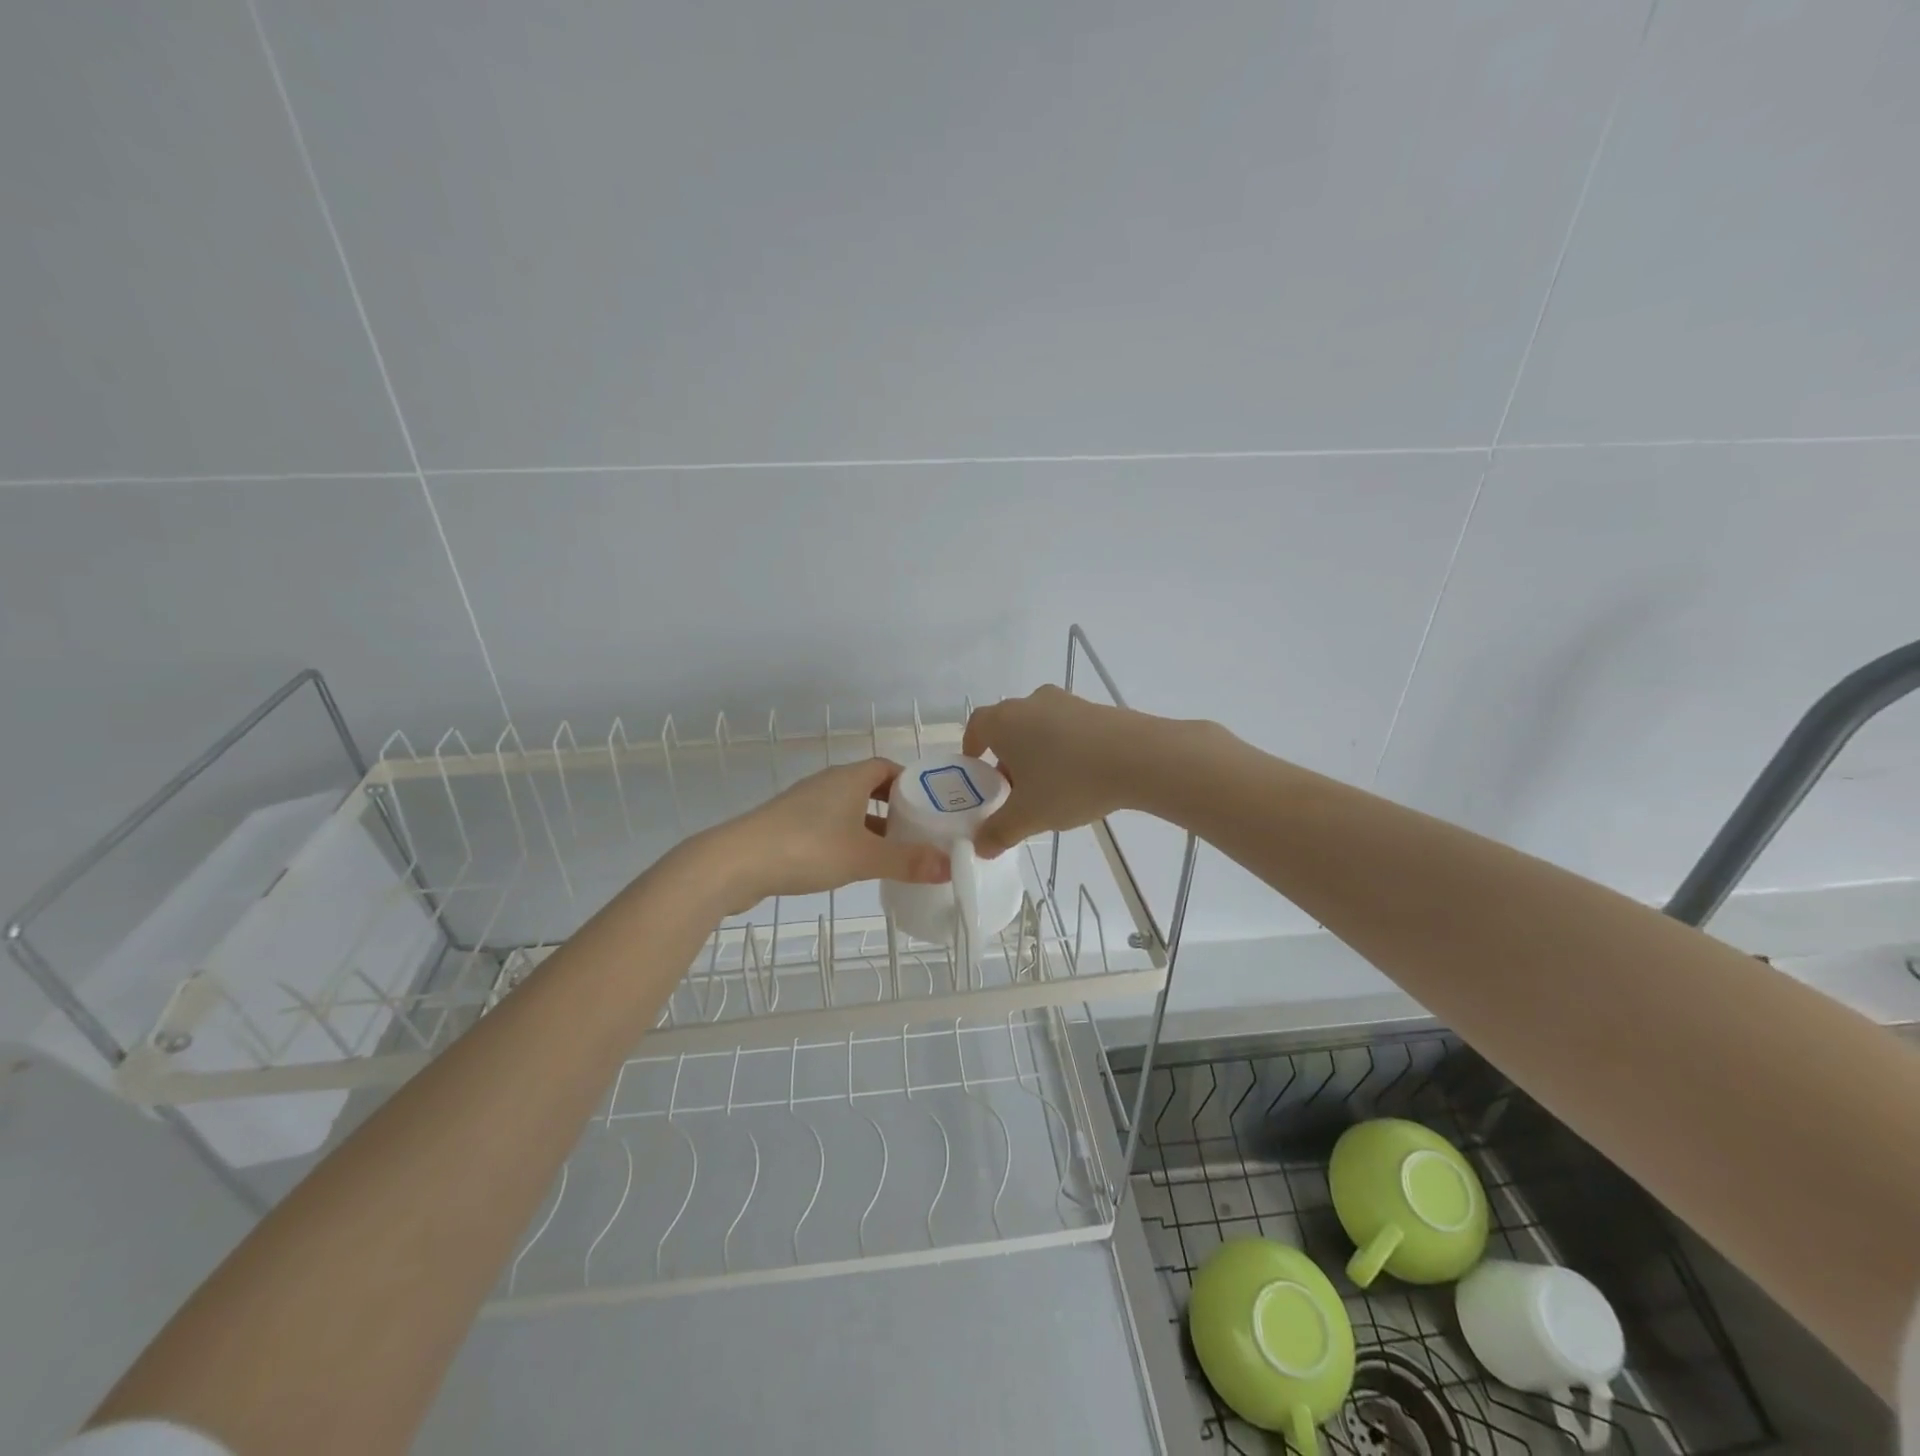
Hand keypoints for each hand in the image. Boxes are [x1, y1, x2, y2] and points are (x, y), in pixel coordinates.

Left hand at [699, 758, 950, 912]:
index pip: (888, 767)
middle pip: (869, 787)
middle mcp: (828, 783)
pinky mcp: (787, 824)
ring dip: (870, 825)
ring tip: (892, 852)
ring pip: (848, 807)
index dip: (911, 783)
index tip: (931, 806)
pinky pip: (828, 824)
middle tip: (917, 832)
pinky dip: (846, 837)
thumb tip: (950, 865)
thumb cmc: (808, 848)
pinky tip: (852, 863)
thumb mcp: (865, 857)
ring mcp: (804, 803)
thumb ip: (908, 861)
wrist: (737, 862)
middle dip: (894, 807)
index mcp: (849, 778)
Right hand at [962, 685, 1160, 856]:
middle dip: (1006, 757)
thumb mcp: (1028, 816)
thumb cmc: (1069, 782)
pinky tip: (1079, 776)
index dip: (972, 747)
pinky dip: (1064, 748)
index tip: (976, 769)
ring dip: (1036, 753)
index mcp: (1004, 721)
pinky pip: (1068, 728)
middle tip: (1012, 789)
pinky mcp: (1095, 708)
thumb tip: (980, 847)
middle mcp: (1030, 703)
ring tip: (1048, 787)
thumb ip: (999, 832)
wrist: (1138, 758)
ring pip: (1039, 727)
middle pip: (1008, 727)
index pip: (975, 726)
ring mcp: (1065, 702)